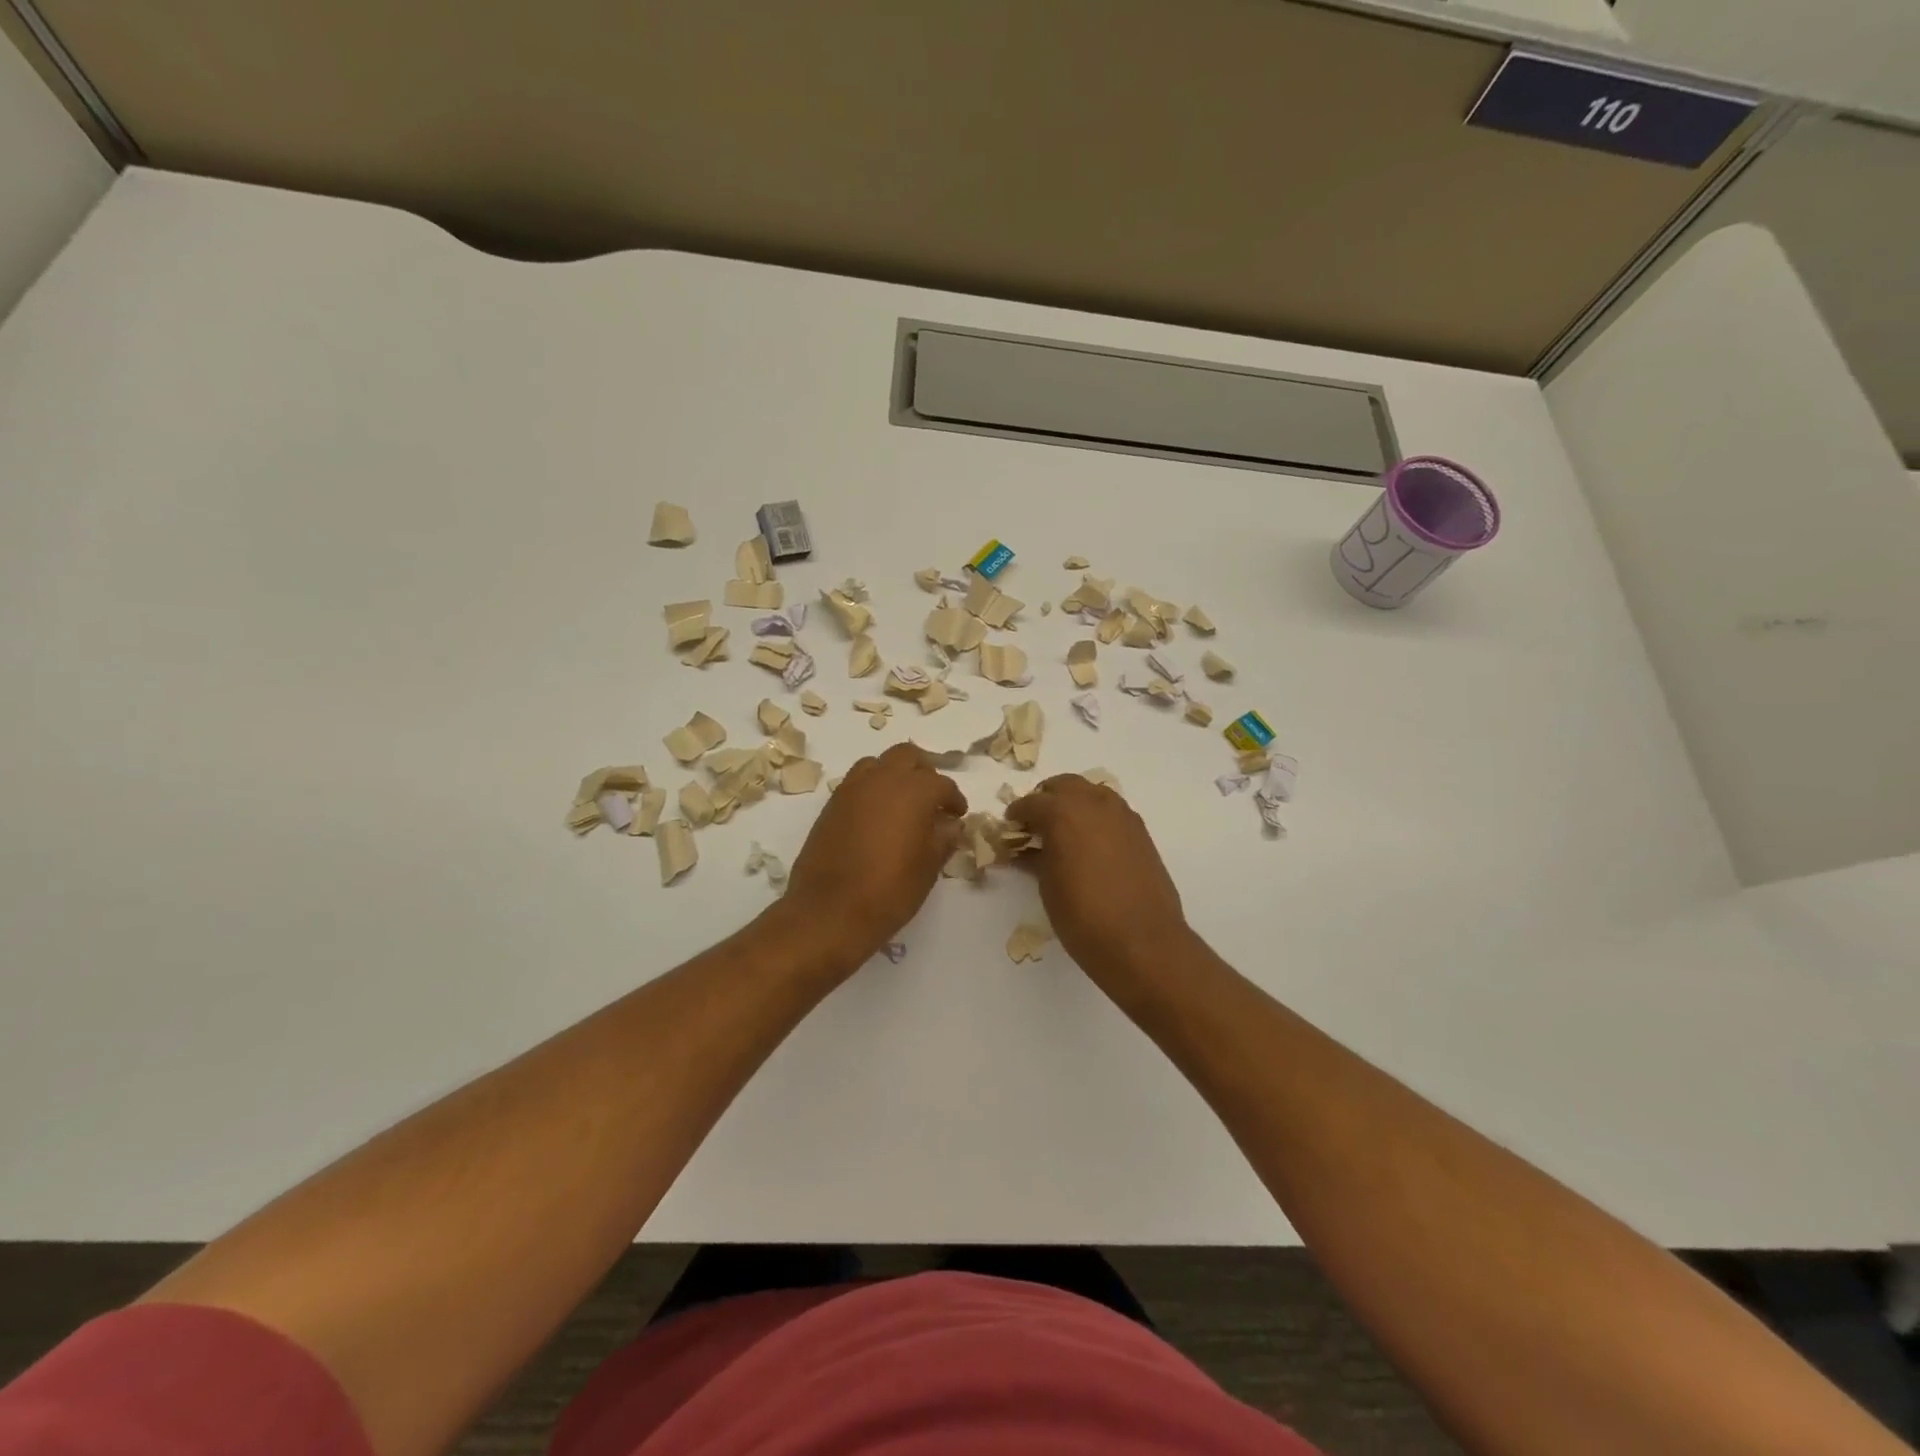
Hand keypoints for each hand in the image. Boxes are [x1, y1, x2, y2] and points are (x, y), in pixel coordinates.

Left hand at [782, 743, 966, 964]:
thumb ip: (943, 838)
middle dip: (924, 772)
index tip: (957, 815)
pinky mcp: (831, 804)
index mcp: (913, 791)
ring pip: (878, 764)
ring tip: (902, 802)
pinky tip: (877, 816)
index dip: (953, 799)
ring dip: (894, 775)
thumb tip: (950, 824)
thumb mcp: (928, 867)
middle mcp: (882, 779)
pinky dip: (872, 789)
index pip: (942, 784)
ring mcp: (852, 789)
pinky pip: (857, 782)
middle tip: (932, 799)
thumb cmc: (889, 891)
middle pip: (907, 757)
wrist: (829, 911)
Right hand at [1006, 774, 1189, 985]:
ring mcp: (1122, 815)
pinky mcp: (1141, 832)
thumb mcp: (1048, 886)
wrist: (1142, 941)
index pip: (1031, 802)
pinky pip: (1112, 811)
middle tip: (1035, 824)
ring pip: (1091, 793)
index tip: (1010, 828)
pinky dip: (1096, 817)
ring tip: (1064, 832)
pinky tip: (1091, 844)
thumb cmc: (1083, 916)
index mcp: (1063, 812)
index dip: (1017, 814)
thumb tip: (1027, 850)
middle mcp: (1094, 803)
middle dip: (1046, 799)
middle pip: (1064, 785)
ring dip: (1074, 804)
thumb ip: (1036, 858)